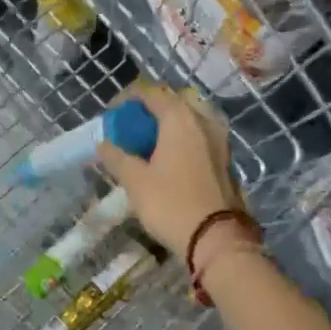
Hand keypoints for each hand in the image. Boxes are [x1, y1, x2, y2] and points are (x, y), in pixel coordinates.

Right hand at [96, 84, 242, 253]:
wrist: (217, 237)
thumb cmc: (171, 204)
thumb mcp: (135, 181)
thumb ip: (117, 157)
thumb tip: (103, 144)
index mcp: (180, 117)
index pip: (151, 92)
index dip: (127, 98)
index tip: (112, 114)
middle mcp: (203, 120)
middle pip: (175, 99)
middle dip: (152, 107)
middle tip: (134, 125)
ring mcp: (220, 138)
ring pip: (192, 116)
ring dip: (171, 121)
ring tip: (151, 141)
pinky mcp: (227, 157)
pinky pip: (202, 134)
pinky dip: (185, 136)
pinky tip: (172, 157)